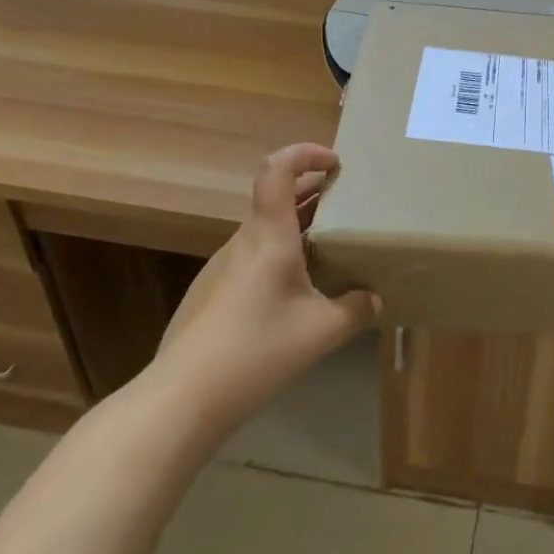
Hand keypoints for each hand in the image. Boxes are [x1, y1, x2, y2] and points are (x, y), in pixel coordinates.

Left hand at [150, 143, 379, 430]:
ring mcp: (221, 266)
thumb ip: (355, 310)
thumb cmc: (255, 351)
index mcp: (269, 235)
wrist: (180, 400)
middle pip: (276, 196)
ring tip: (328, 249)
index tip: (336, 164)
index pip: (277, 169)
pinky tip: (294, 292)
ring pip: (265, 228)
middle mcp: (243, 241)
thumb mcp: (321, 333)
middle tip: (347, 204)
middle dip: (314, 190)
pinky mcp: (209, 291)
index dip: (306, 154)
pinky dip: (279, 253)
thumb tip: (373, 299)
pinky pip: (252, 256)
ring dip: (298, 225)